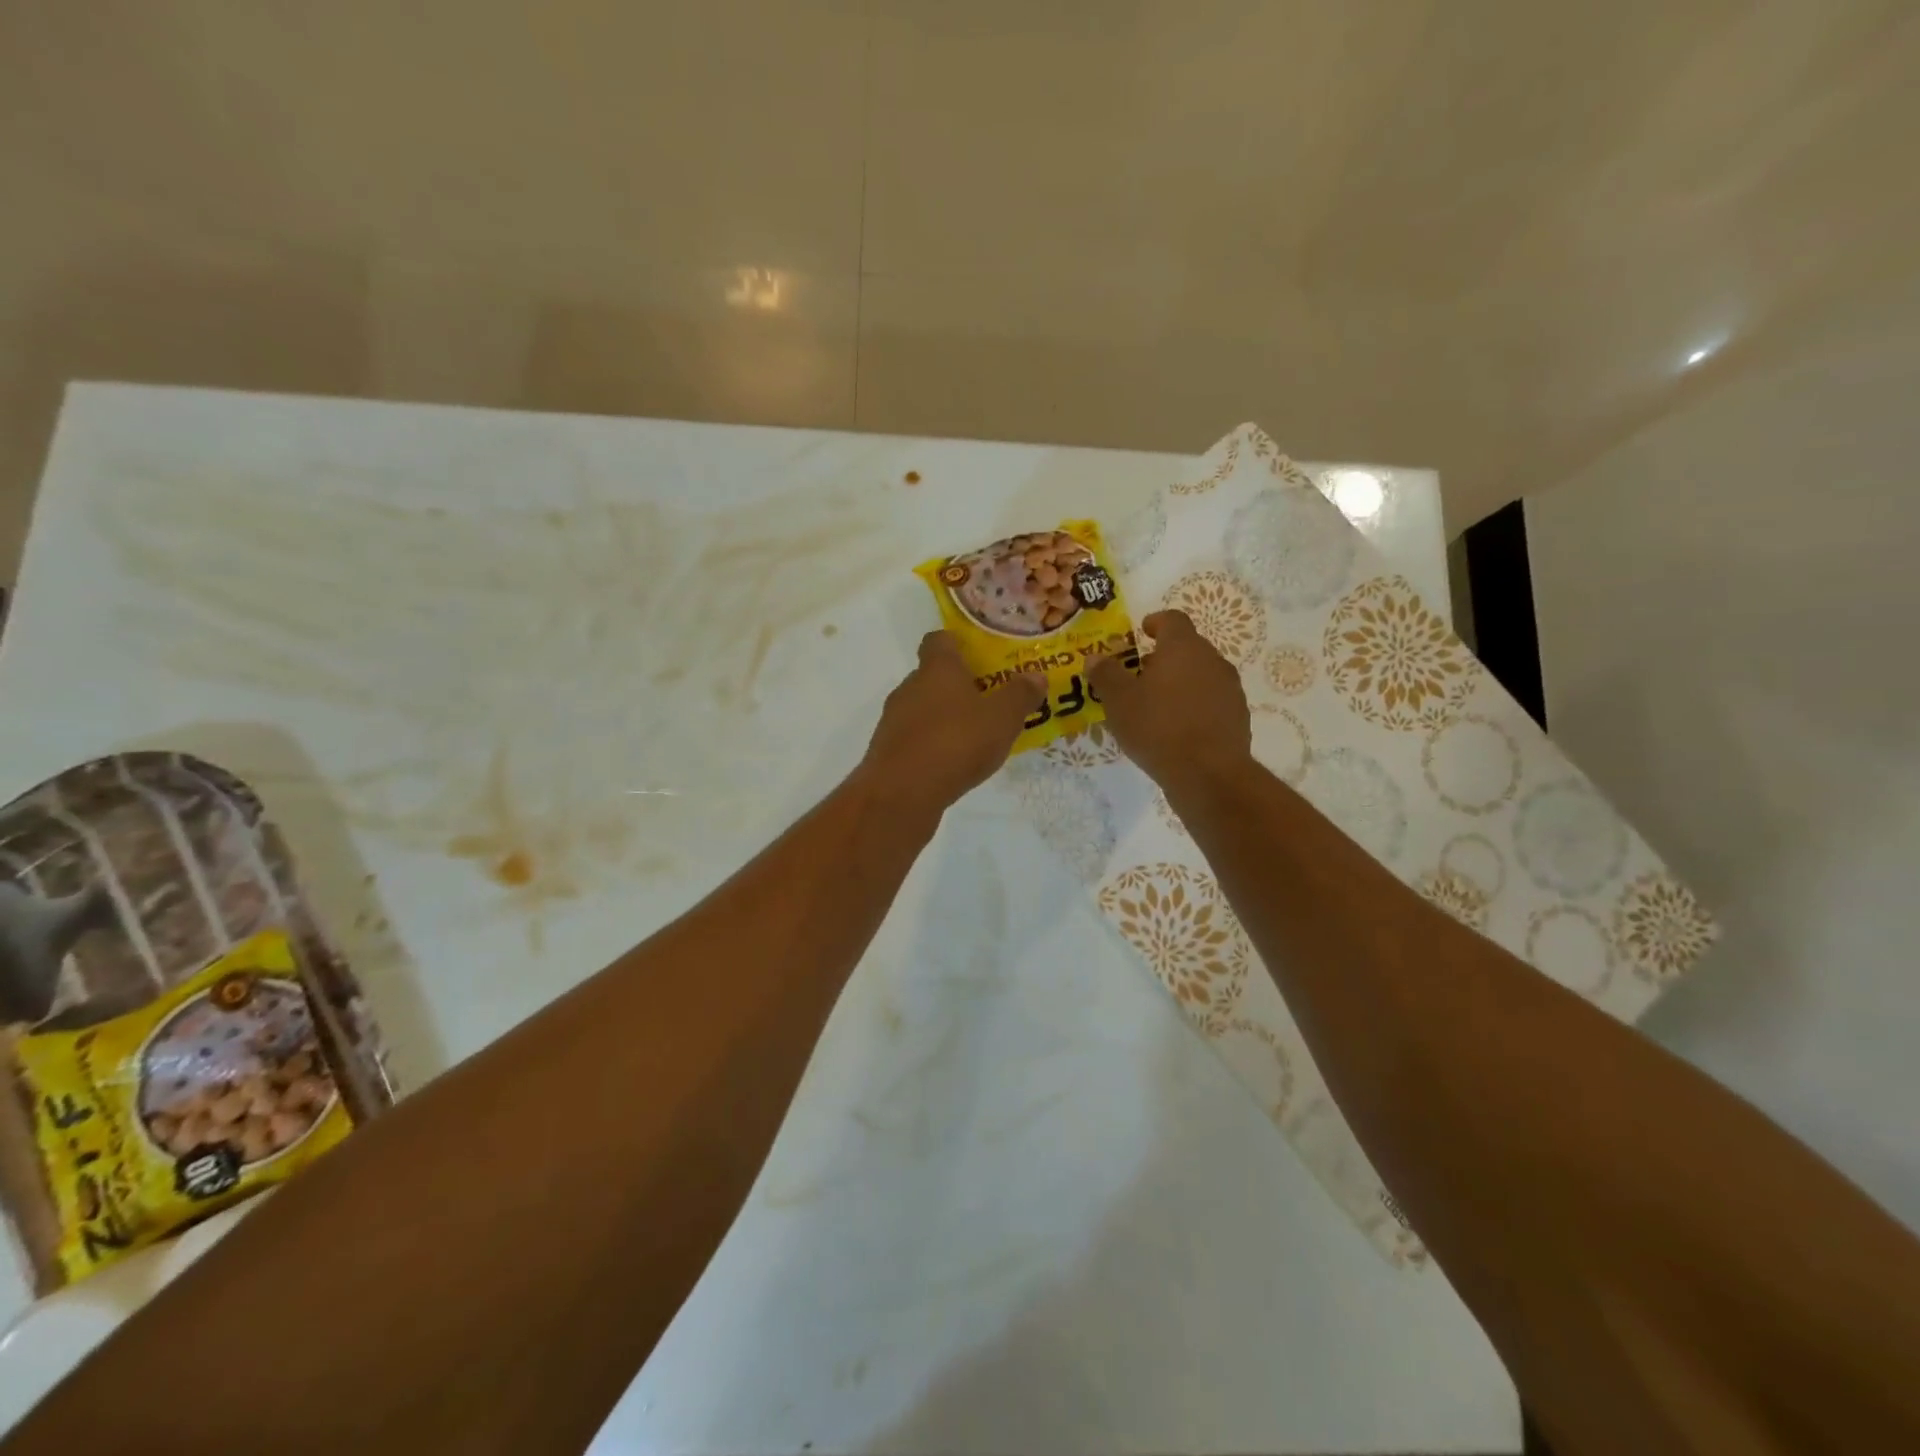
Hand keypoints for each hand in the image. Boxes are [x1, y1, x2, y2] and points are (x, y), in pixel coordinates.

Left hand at [861, 631, 1045, 811]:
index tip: (976, 655)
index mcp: (937, 669)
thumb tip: (1036, 676)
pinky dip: (931, 744)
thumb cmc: (956, 742)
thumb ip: (1020, 695)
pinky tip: (951, 763)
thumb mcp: (1002, 718)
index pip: (939, 640)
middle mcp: (910, 687)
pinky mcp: (887, 751)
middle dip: (956, 686)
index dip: (956, 643)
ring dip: (944, 717)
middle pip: (932, 676)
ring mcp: (894, 720)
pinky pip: (914, 738)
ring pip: (922, 709)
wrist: (902, 792)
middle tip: (986, 700)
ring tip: (973, 736)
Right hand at [1087, 611, 1250, 787]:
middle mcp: (1212, 660)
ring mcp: (1230, 689)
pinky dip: (1195, 705)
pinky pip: (1212, 701)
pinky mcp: (1237, 717)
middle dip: (1165, 657)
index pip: (1173, 619)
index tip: (1143, 631)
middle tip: (1141, 675)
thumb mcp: (1119, 701)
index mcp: (1183, 647)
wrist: (1208, 774)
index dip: (1156, 622)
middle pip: (1188, 647)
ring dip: (1181, 682)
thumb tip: (1094, 658)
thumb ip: (1105, 675)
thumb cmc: (1158, 727)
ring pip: (1201, 674)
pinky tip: (1178, 728)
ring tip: (1157, 704)